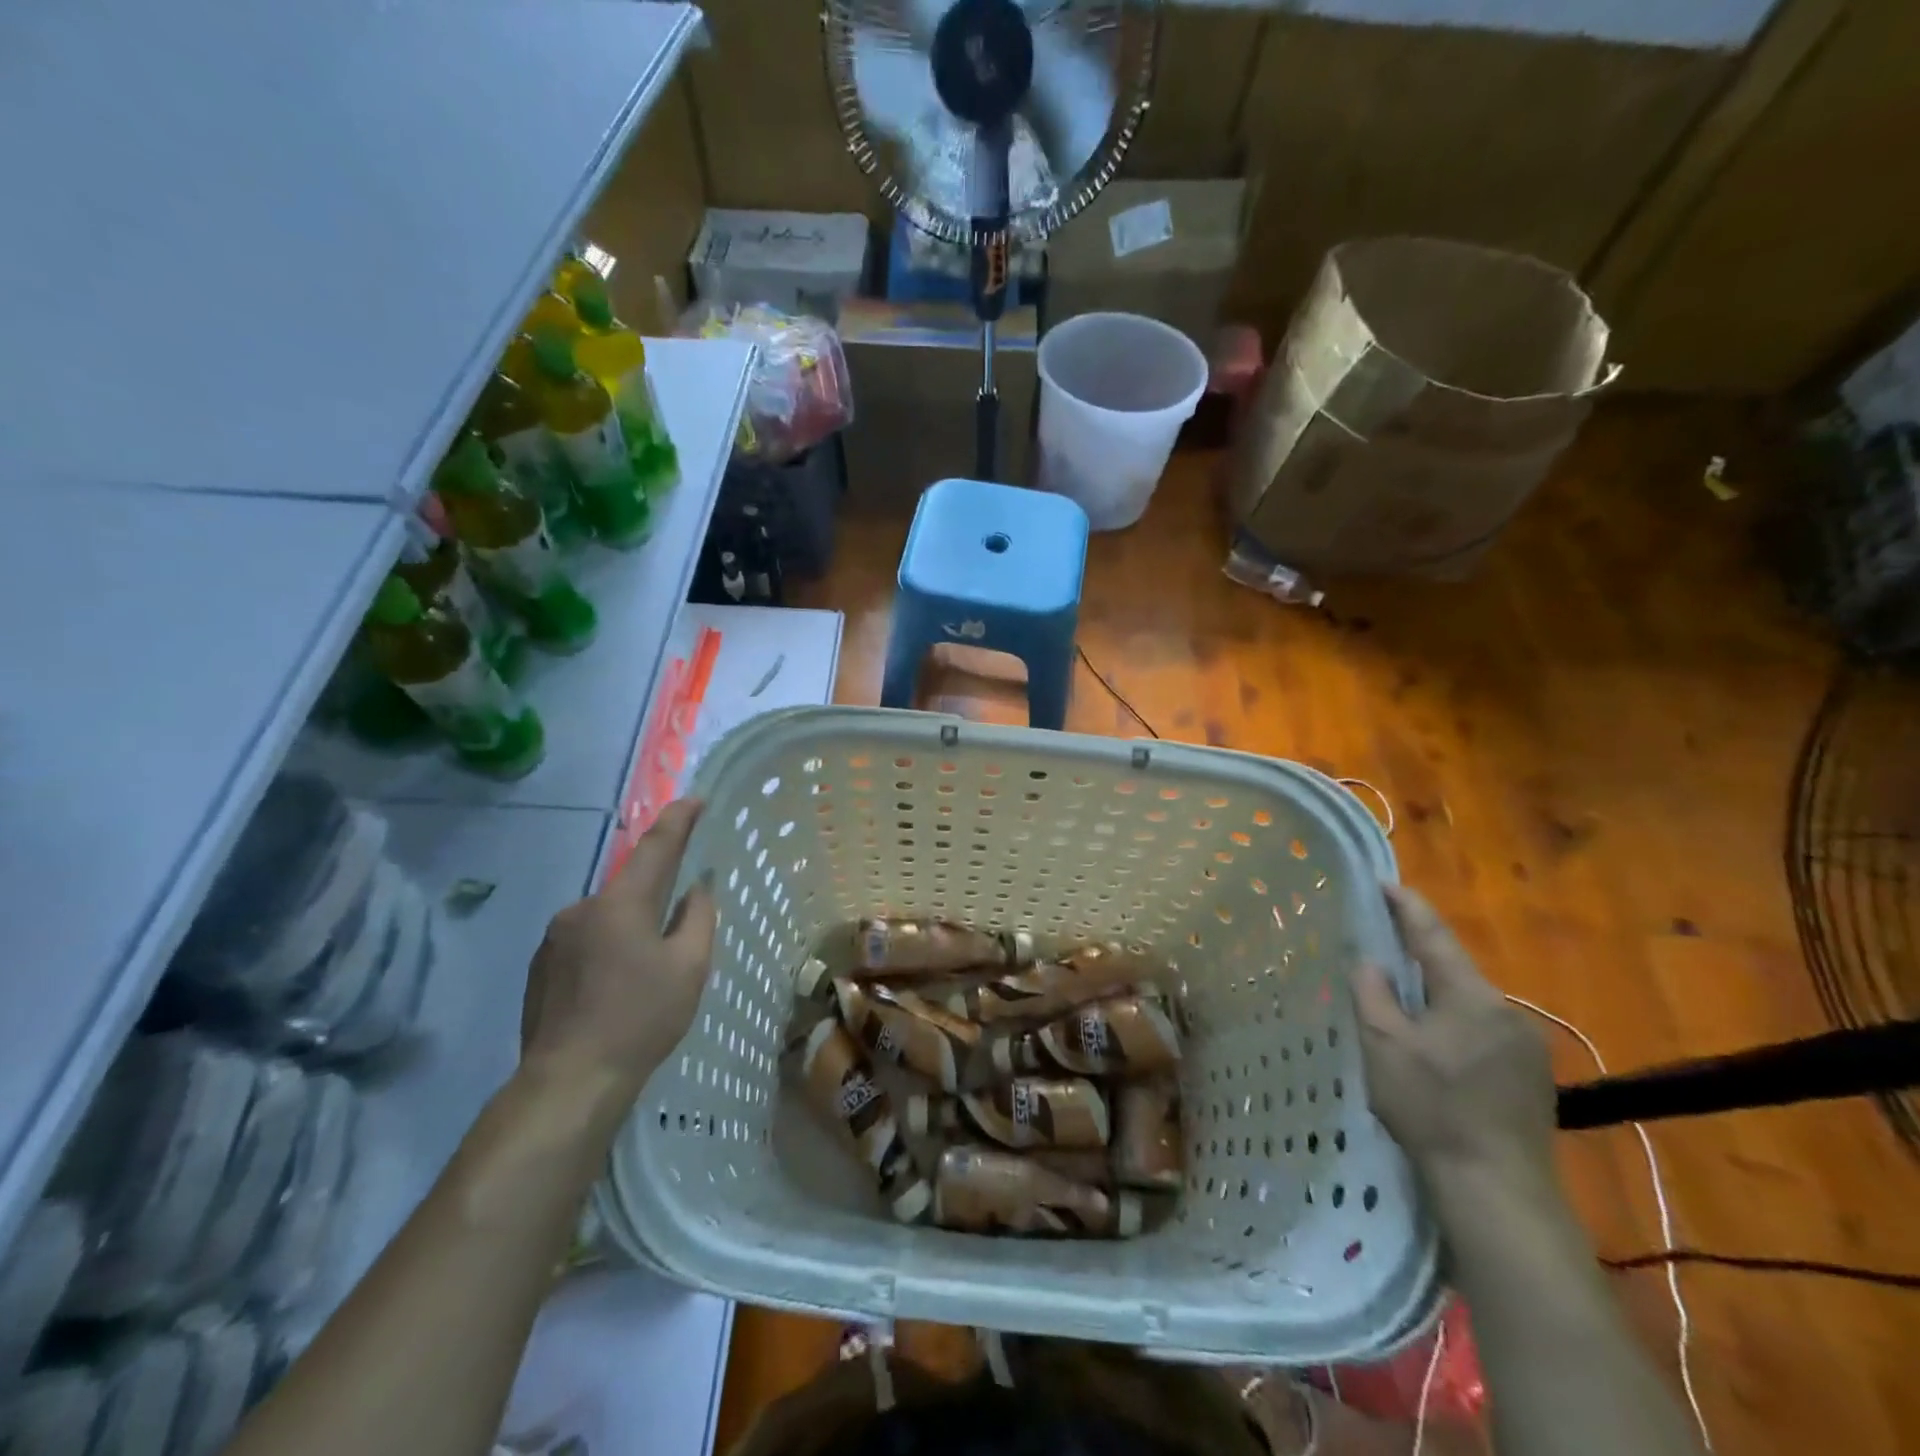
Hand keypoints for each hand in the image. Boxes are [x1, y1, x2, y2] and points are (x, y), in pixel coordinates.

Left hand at [521, 799, 716, 1103]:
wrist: (568, 1081)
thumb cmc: (641, 1018)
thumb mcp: (689, 967)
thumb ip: (697, 917)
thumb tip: (696, 889)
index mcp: (621, 903)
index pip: (656, 847)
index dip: (678, 820)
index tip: (695, 799)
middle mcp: (582, 908)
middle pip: (630, 886)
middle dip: (656, 894)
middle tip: (678, 926)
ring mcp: (555, 938)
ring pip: (606, 917)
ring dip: (629, 927)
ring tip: (646, 970)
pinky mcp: (540, 966)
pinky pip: (584, 941)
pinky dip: (606, 949)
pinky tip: (615, 987)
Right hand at [1352, 884, 1555, 1194]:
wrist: (1498, 1189)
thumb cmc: (1432, 1108)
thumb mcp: (1383, 1045)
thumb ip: (1372, 993)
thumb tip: (1370, 962)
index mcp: (1471, 996)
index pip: (1434, 936)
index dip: (1407, 906)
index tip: (1385, 882)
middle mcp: (1507, 1011)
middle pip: (1454, 970)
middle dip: (1419, 957)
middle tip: (1382, 948)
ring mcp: (1527, 1047)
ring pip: (1469, 1004)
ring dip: (1437, 997)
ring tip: (1403, 1007)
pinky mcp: (1533, 1077)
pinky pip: (1484, 1032)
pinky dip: (1455, 1027)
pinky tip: (1436, 1051)